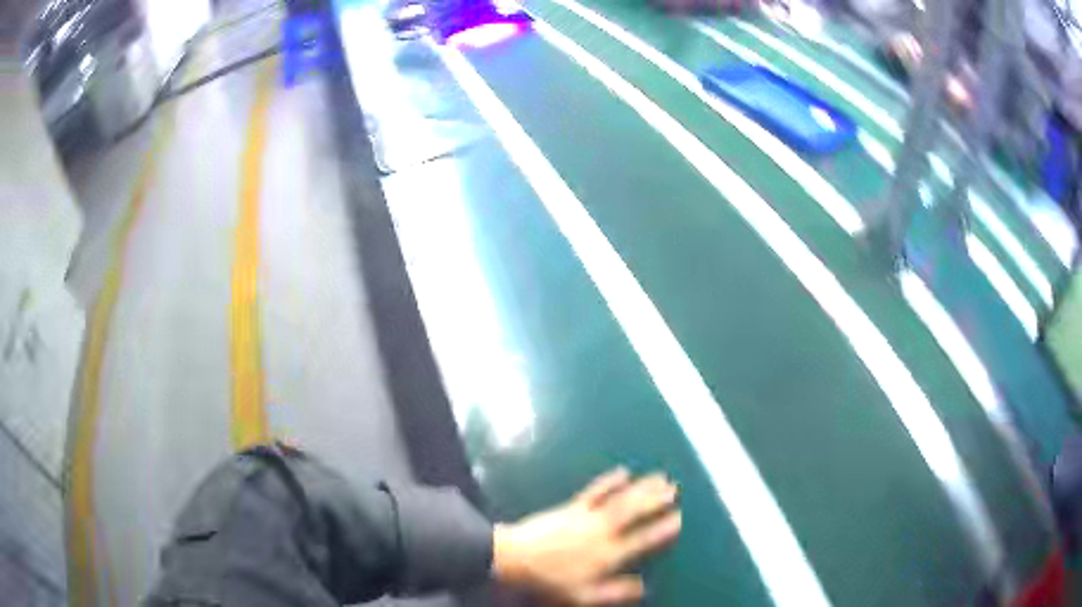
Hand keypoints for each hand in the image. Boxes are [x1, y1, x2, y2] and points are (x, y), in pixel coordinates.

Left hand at [492, 468, 681, 604]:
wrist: (516, 557)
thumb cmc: (550, 580)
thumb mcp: (584, 595)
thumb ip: (615, 591)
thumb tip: (645, 587)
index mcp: (608, 554)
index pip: (643, 540)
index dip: (662, 529)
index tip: (679, 518)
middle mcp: (603, 531)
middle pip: (634, 512)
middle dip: (656, 500)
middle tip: (675, 488)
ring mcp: (587, 516)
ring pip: (620, 499)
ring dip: (641, 487)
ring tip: (660, 477)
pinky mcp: (571, 507)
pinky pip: (595, 491)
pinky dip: (610, 481)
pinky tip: (623, 471)